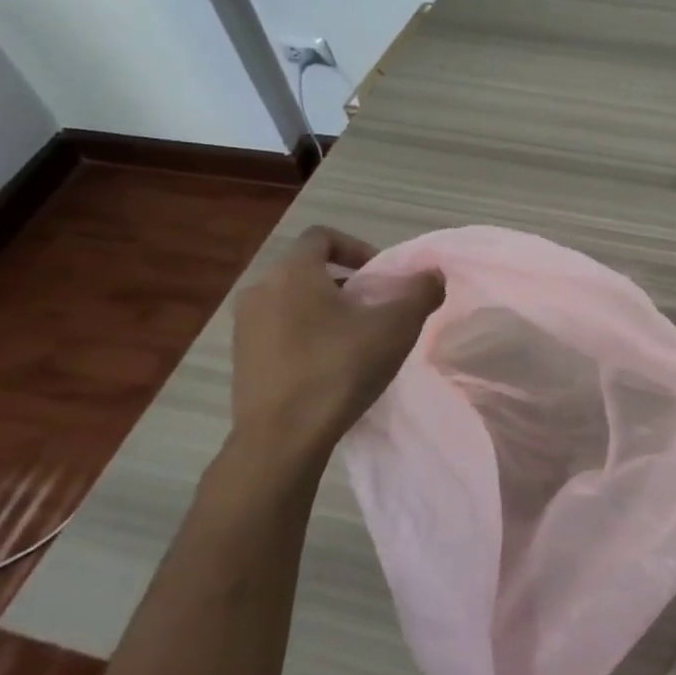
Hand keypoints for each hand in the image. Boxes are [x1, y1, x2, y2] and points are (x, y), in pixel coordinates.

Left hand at [230, 226, 442, 469]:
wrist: (282, 437)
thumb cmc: (339, 369)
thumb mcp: (395, 329)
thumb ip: (420, 294)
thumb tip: (433, 274)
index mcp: (293, 273)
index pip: (322, 236)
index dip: (357, 248)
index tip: (381, 278)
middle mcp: (261, 290)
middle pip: (308, 271)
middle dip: (347, 285)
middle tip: (376, 312)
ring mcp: (245, 326)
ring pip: (293, 303)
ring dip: (326, 312)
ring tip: (356, 342)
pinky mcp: (242, 358)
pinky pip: (279, 331)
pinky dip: (306, 336)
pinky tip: (330, 368)